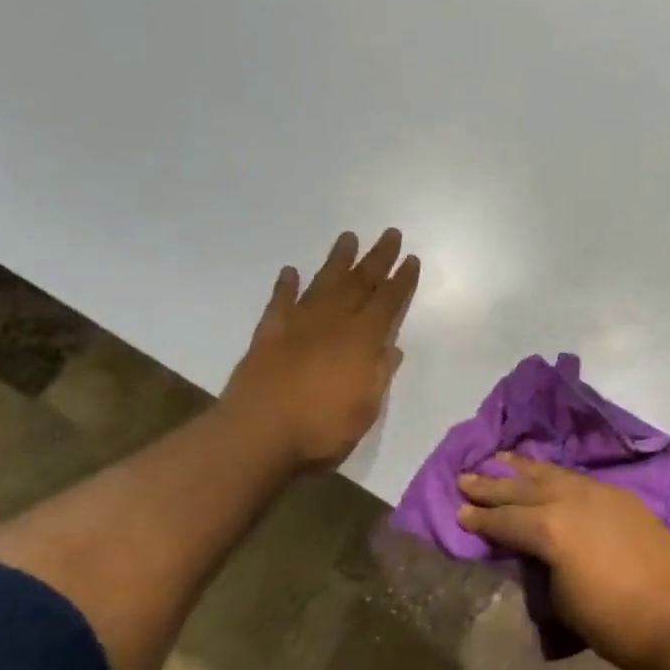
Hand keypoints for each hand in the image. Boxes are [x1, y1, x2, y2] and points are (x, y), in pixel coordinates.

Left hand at [220, 229, 419, 471]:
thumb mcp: (365, 409)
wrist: (258, 435)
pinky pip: (280, 301)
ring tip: (348, 237)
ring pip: (323, 282)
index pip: (388, 301)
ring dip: (338, 260)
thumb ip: (378, 374)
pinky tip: (290, 271)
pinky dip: (286, 285)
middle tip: (390, 234)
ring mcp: (299, 323)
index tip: (411, 259)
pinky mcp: (268, 333)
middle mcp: (334, 321)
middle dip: (378, 258)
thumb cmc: (321, 429)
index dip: (402, 280)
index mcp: (363, 339)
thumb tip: (391, 348)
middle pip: (360, 282)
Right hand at [458, 455, 669, 669]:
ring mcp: (600, 493)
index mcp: (550, 527)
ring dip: (525, 468)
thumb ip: (542, 565)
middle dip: (493, 485)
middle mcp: (571, 499)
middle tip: (466, 477)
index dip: (480, 518)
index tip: (458, 512)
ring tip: (501, 458)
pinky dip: (557, 475)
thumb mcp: (560, 599)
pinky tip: (549, 474)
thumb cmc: (613, 622)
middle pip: (523, 488)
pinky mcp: (622, 497)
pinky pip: (579, 479)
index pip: (505, 520)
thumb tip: (537, 551)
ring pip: (553, 474)